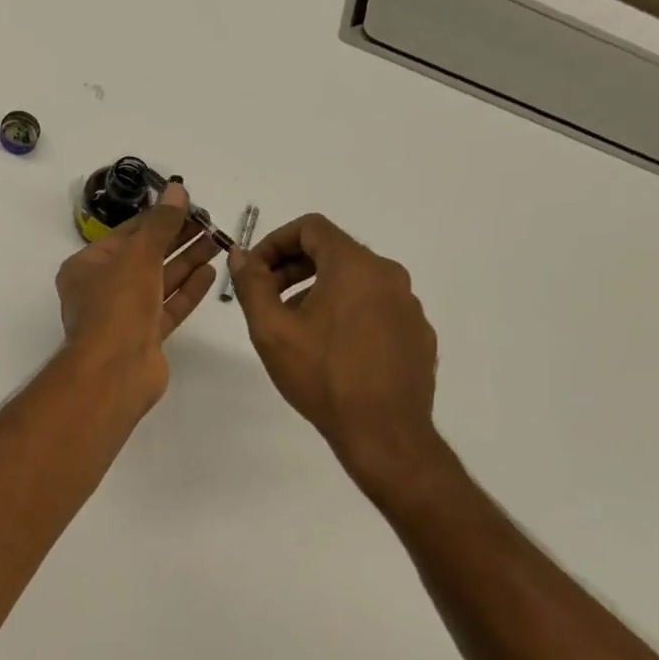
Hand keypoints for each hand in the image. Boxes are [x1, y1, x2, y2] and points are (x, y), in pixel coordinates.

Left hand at [56, 182, 218, 407]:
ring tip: (217, 242)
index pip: (126, 234)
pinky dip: (187, 291)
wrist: (115, 371)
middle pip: (144, 257)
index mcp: (86, 267)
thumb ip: (161, 223)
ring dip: (186, 262)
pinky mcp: (144, 337)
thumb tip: (177, 189)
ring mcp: (124, 315)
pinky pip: (168, 307)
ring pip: (159, 282)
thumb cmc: (117, 305)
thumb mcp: (138, 255)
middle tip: (210, 223)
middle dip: (176, 239)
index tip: (189, 206)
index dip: (158, 218)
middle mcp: (102, 289)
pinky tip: (210, 273)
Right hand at [229, 214, 442, 486]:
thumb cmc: (322, 377)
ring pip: (356, 282)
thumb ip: (252, 284)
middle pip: (335, 252)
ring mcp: (408, 305)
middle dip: (294, 268)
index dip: (275, 241)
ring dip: (319, 292)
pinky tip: (332, 351)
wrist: (383, 431)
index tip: (255, 271)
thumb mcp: (272, 330)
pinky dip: (348, 314)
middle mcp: (389, 275)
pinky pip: (376, 308)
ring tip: (295, 329)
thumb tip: (241, 255)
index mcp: (355, 266)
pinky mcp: (417, 333)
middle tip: (267, 299)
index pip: (312, 228)